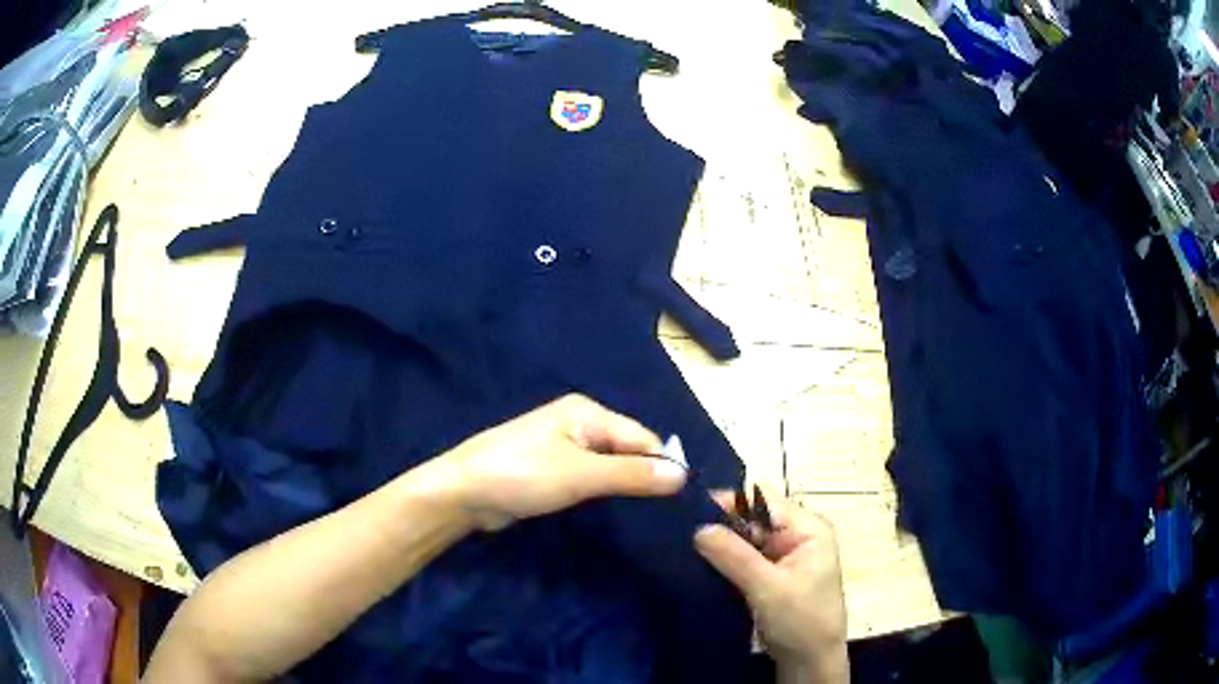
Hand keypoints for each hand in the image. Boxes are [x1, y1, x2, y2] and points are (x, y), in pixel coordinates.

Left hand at [442, 394, 687, 530]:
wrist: (463, 493)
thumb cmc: (521, 475)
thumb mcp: (580, 475)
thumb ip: (631, 474)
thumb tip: (683, 475)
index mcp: (587, 412)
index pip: (642, 437)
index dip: (662, 466)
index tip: (679, 499)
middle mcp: (578, 423)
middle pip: (627, 449)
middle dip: (643, 476)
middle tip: (663, 511)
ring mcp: (563, 446)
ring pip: (609, 465)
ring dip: (623, 485)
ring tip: (644, 514)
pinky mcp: (552, 469)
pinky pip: (590, 477)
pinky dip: (602, 491)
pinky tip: (612, 509)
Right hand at [695, 492, 848, 683]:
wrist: (810, 661)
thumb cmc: (801, 621)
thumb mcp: (768, 589)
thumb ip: (735, 557)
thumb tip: (698, 528)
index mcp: (808, 528)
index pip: (764, 500)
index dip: (729, 501)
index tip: (690, 511)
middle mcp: (797, 534)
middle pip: (752, 517)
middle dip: (721, 523)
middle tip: (680, 531)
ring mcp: (784, 555)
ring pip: (745, 538)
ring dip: (720, 543)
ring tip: (683, 545)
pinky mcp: (771, 574)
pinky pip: (743, 557)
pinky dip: (724, 560)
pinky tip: (700, 563)